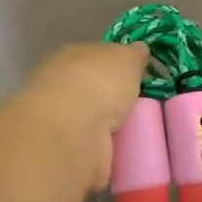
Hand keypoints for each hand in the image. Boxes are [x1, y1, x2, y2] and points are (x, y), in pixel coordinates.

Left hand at [17, 42, 148, 190]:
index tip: (137, 76)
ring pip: (92, 120)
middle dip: (112, 99)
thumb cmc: (98, 83)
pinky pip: (94, 147)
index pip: (93, 58)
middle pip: (92, 90)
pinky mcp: (66, 151)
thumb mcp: (126, 58)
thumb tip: (139, 49)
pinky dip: (107, 150)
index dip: (115, 65)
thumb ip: (134, 54)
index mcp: (69, 56)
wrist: (72, 131)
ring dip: (110, 126)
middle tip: (143, 106)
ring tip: (140, 131)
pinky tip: (126, 152)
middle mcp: (59, 86)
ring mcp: (60, 121)